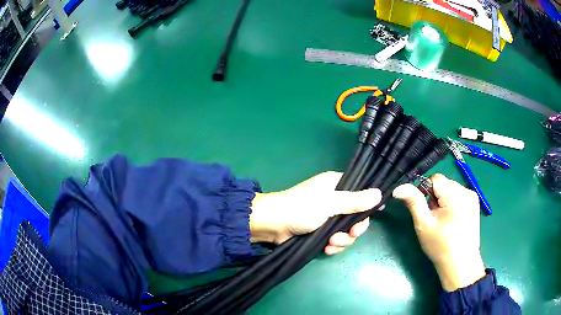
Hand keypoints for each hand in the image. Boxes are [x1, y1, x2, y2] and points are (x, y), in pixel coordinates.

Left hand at [250, 171, 381, 254]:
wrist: (273, 225)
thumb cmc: (301, 209)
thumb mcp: (330, 203)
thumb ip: (355, 201)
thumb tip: (379, 193)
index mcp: (337, 186)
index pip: (361, 193)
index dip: (366, 207)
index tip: (365, 219)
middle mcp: (334, 200)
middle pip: (356, 216)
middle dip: (353, 229)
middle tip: (349, 235)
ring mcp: (327, 218)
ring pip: (346, 231)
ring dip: (342, 240)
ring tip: (331, 244)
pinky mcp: (321, 232)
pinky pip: (336, 240)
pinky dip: (333, 246)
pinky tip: (326, 249)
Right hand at [393, 173, 485, 291]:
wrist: (460, 264)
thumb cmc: (440, 246)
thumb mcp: (424, 225)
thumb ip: (413, 202)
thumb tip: (398, 188)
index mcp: (455, 195)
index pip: (435, 179)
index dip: (426, 192)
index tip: (426, 211)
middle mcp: (467, 191)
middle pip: (444, 184)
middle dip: (436, 198)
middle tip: (435, 218)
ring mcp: (473, 197)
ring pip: (451, 189)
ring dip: (444, 201)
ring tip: (444, 221)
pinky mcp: (475, 204)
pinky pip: (459, 195)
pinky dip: (453, 204)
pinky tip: (453, 220)